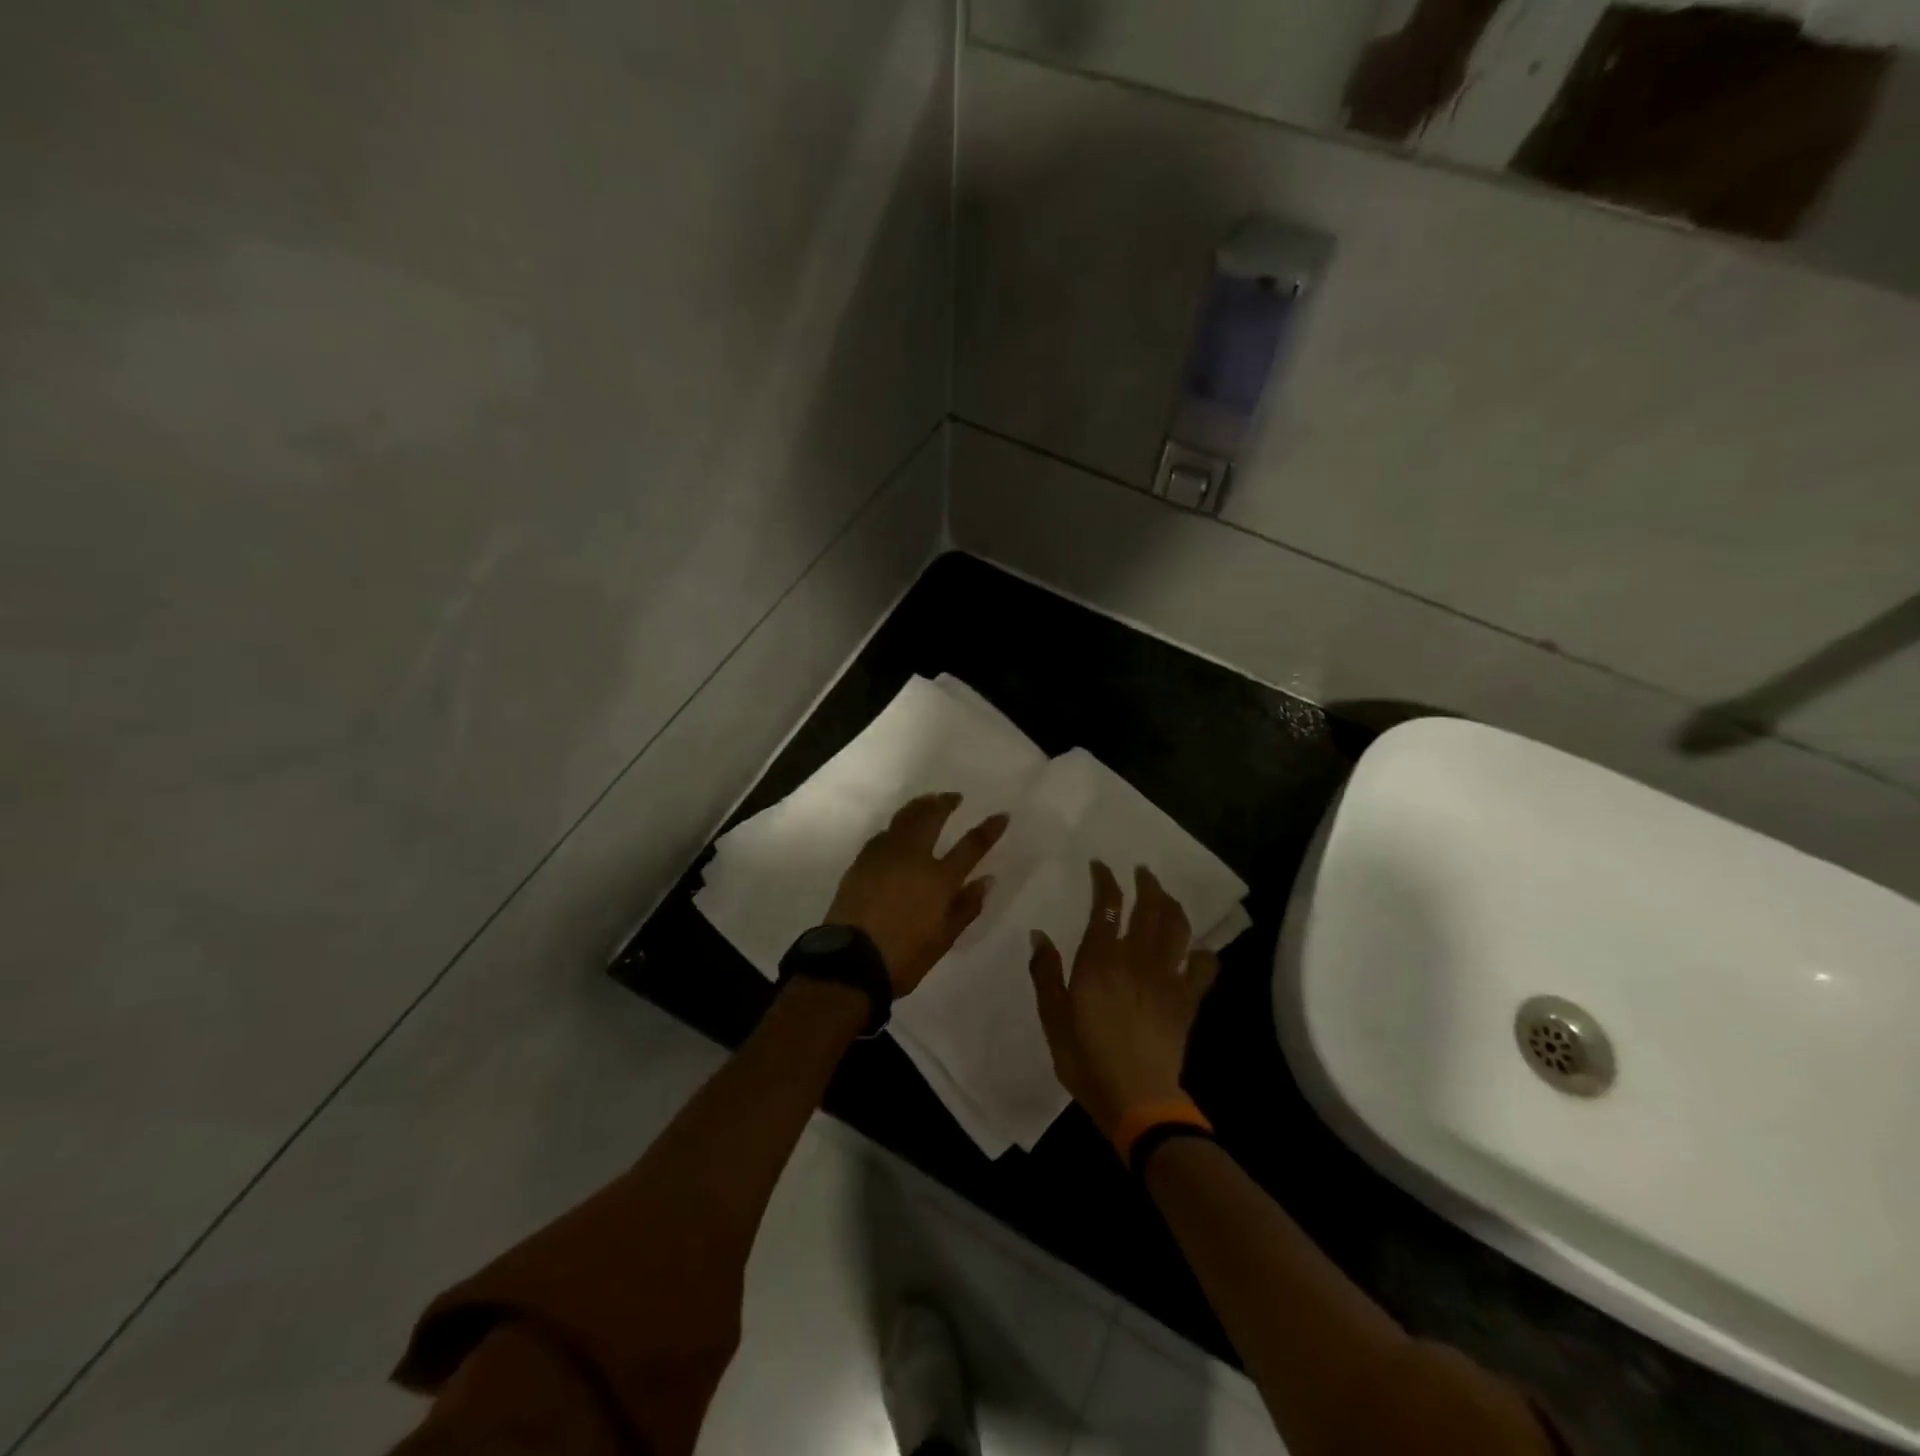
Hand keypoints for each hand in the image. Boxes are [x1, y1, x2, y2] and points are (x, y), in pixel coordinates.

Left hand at [826, 793, 1009, 995]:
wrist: (850, 960)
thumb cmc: (904, 956)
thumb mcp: (943, 938)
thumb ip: (966, 906)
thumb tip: (987, 880)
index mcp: (938, 879)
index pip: (971, 846)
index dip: (989, 829)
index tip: (1001, 815)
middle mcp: (913, 858)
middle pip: (931, 818)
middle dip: (945, 803)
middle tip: (954, 796)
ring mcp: (884, 856)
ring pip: (904, 819)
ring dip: (919, 806)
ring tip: (928, 801)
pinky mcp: (861, 861)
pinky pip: (883, 834)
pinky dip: (896, 826)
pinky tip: (897, 829)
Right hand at [1026, 861, 1219, 1137]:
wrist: (1137, 1099)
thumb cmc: (1086, 1058)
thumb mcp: (1053, 1017)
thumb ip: (1046, 972)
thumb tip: (1039, 934)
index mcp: (1101, 960)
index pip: (1107, 905)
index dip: (1105, 880)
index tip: (1101, 866)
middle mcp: (1137, 959)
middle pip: (1150, 908)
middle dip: (1147, 884)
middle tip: (1142, 871)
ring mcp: (1167, 978)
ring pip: (1177, 928)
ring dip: (1173, 905)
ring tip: (1166, 896)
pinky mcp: (1187, 1000)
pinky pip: (1203, 967)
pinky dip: (1202, 952)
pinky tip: (1197, 949)